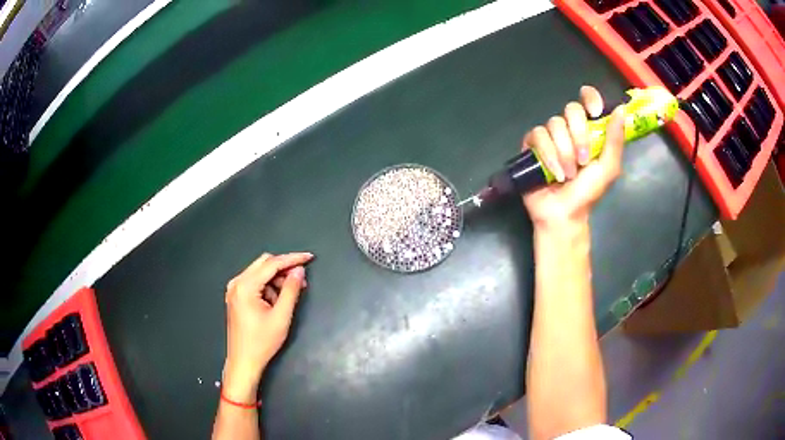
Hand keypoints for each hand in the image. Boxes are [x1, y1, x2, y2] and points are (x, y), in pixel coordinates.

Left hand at [222, 252, 312, 403]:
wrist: (243, 361)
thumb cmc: (262, 342)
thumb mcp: (281, 316)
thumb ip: (291, 290)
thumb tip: (299, 270)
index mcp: (245, 286)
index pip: (272, 264)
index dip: (292, 259)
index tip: (309, 257)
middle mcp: (237, 283)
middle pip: (264, 264)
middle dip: (284, 269)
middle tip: (301, 281)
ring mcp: (234, 289)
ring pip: (260, 273)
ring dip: (276, 280)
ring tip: (289, 297)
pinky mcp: (236, 297)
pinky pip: (255, 283)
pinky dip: (268, 287)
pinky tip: (276, 302)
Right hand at [521, 86, 625, 229]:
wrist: (564, 213)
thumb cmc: (589, 192)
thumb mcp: (609, 168)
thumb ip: (615, 140)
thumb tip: (620, 109)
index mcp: (589, 130)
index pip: (588, 100)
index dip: (591, 99)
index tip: (596, 113)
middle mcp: (569, 128)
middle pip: (571, 109)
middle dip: (579, 134)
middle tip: (584, 160)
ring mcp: (550, 135)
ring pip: (554, 124)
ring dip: (564, 151)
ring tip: (568, 174)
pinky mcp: (532, 144)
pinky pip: (538, 135)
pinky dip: (548, 155)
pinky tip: (554, 173)